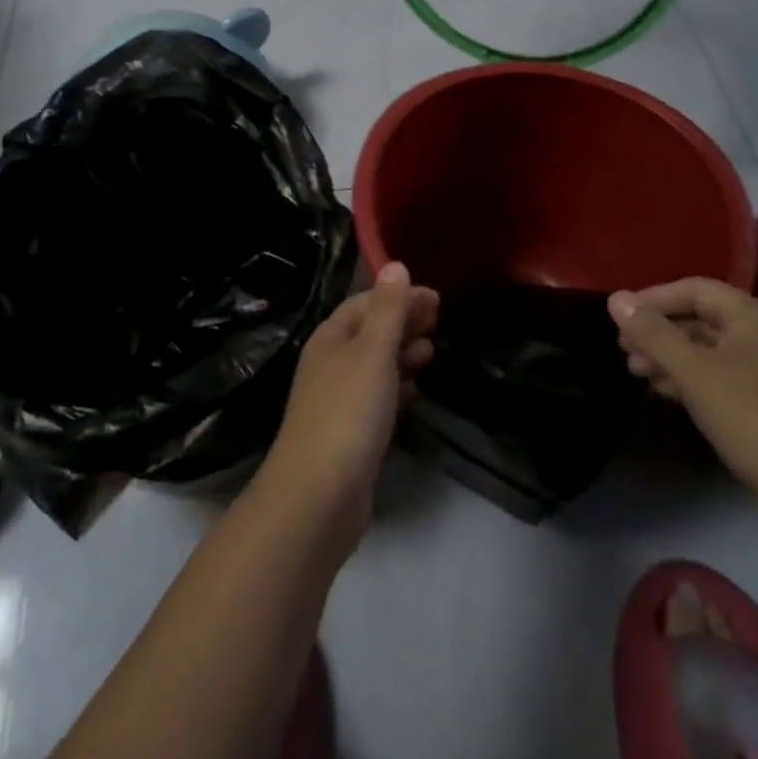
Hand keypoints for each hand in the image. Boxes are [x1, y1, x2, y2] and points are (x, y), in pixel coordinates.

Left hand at [263, 262, 437, 526]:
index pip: (366, 303)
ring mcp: (337, 400)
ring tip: (430, 355)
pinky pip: (376, 398)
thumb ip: (388, 309)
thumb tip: (395, 264)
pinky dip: (396, 388)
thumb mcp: (373, 351)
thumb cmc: (349, 410)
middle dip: (403, 324)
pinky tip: (413, 393)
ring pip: (374, 366)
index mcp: (331, 338)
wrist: (319, 494)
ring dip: (402, 355)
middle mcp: (330, 363)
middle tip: (438, 324)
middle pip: (369, 332)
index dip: (399, 297)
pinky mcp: (349, 432)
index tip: (436, 300)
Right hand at [608, 278, 757, 500]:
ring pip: (707, 349)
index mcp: (753, 317)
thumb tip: (615, 298)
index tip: (620, 315)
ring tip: (636, 370)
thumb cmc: (750, 417)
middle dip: (659, 330)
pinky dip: (688, 377)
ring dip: (669, 355)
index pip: (696, 289)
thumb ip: (653, 333)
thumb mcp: (693, 372)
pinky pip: (718, 374)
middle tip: (623, 347)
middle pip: (701, 318)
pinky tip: (663, 389)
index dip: (655, 297)